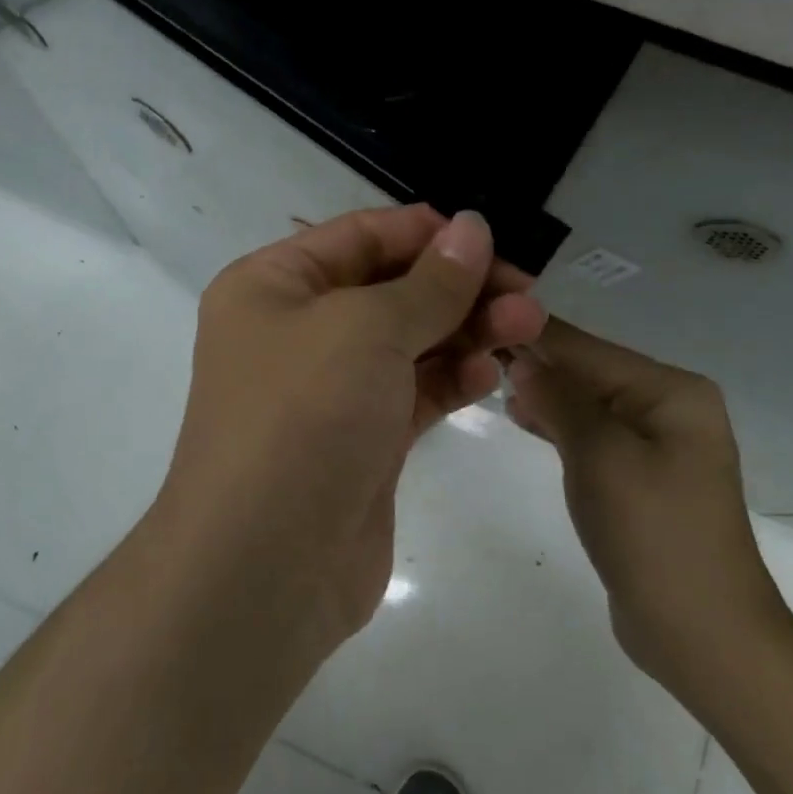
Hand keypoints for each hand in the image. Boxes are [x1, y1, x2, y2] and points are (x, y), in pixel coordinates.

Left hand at [156, 206, 545, 652]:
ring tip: (527, 327)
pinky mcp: (360, 440)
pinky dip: (450, 379)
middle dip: (458, 286)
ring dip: (466, 330)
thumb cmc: (303, 415)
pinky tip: (489, 376)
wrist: (264, 566)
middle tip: (527, 293)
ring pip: (408, 341)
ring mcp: (329, 389)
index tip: (491, 240)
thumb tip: (471, 227)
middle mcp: (296, 329)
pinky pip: (412, 392)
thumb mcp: (366, 328)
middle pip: (390, 288)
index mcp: (274, 285)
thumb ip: (429, 282)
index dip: (426, 233)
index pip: (359, 236)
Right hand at [507, 318, 791, 705]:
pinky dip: (558, 424)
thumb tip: (523, 359)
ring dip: (543, 392)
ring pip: (587, 402)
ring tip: (487, 375)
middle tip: (471, 348)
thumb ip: (559, 398)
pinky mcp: (641, 476)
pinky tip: (521, 415)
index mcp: (671, 390)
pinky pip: (592, 434)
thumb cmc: (652, 533)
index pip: (586, 348)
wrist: (703, 635)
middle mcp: (669, 406)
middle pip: (588, 371)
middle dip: (535, 362)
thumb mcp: (599, 455)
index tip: (477, 315)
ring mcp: (658, 443)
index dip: (531, 333)